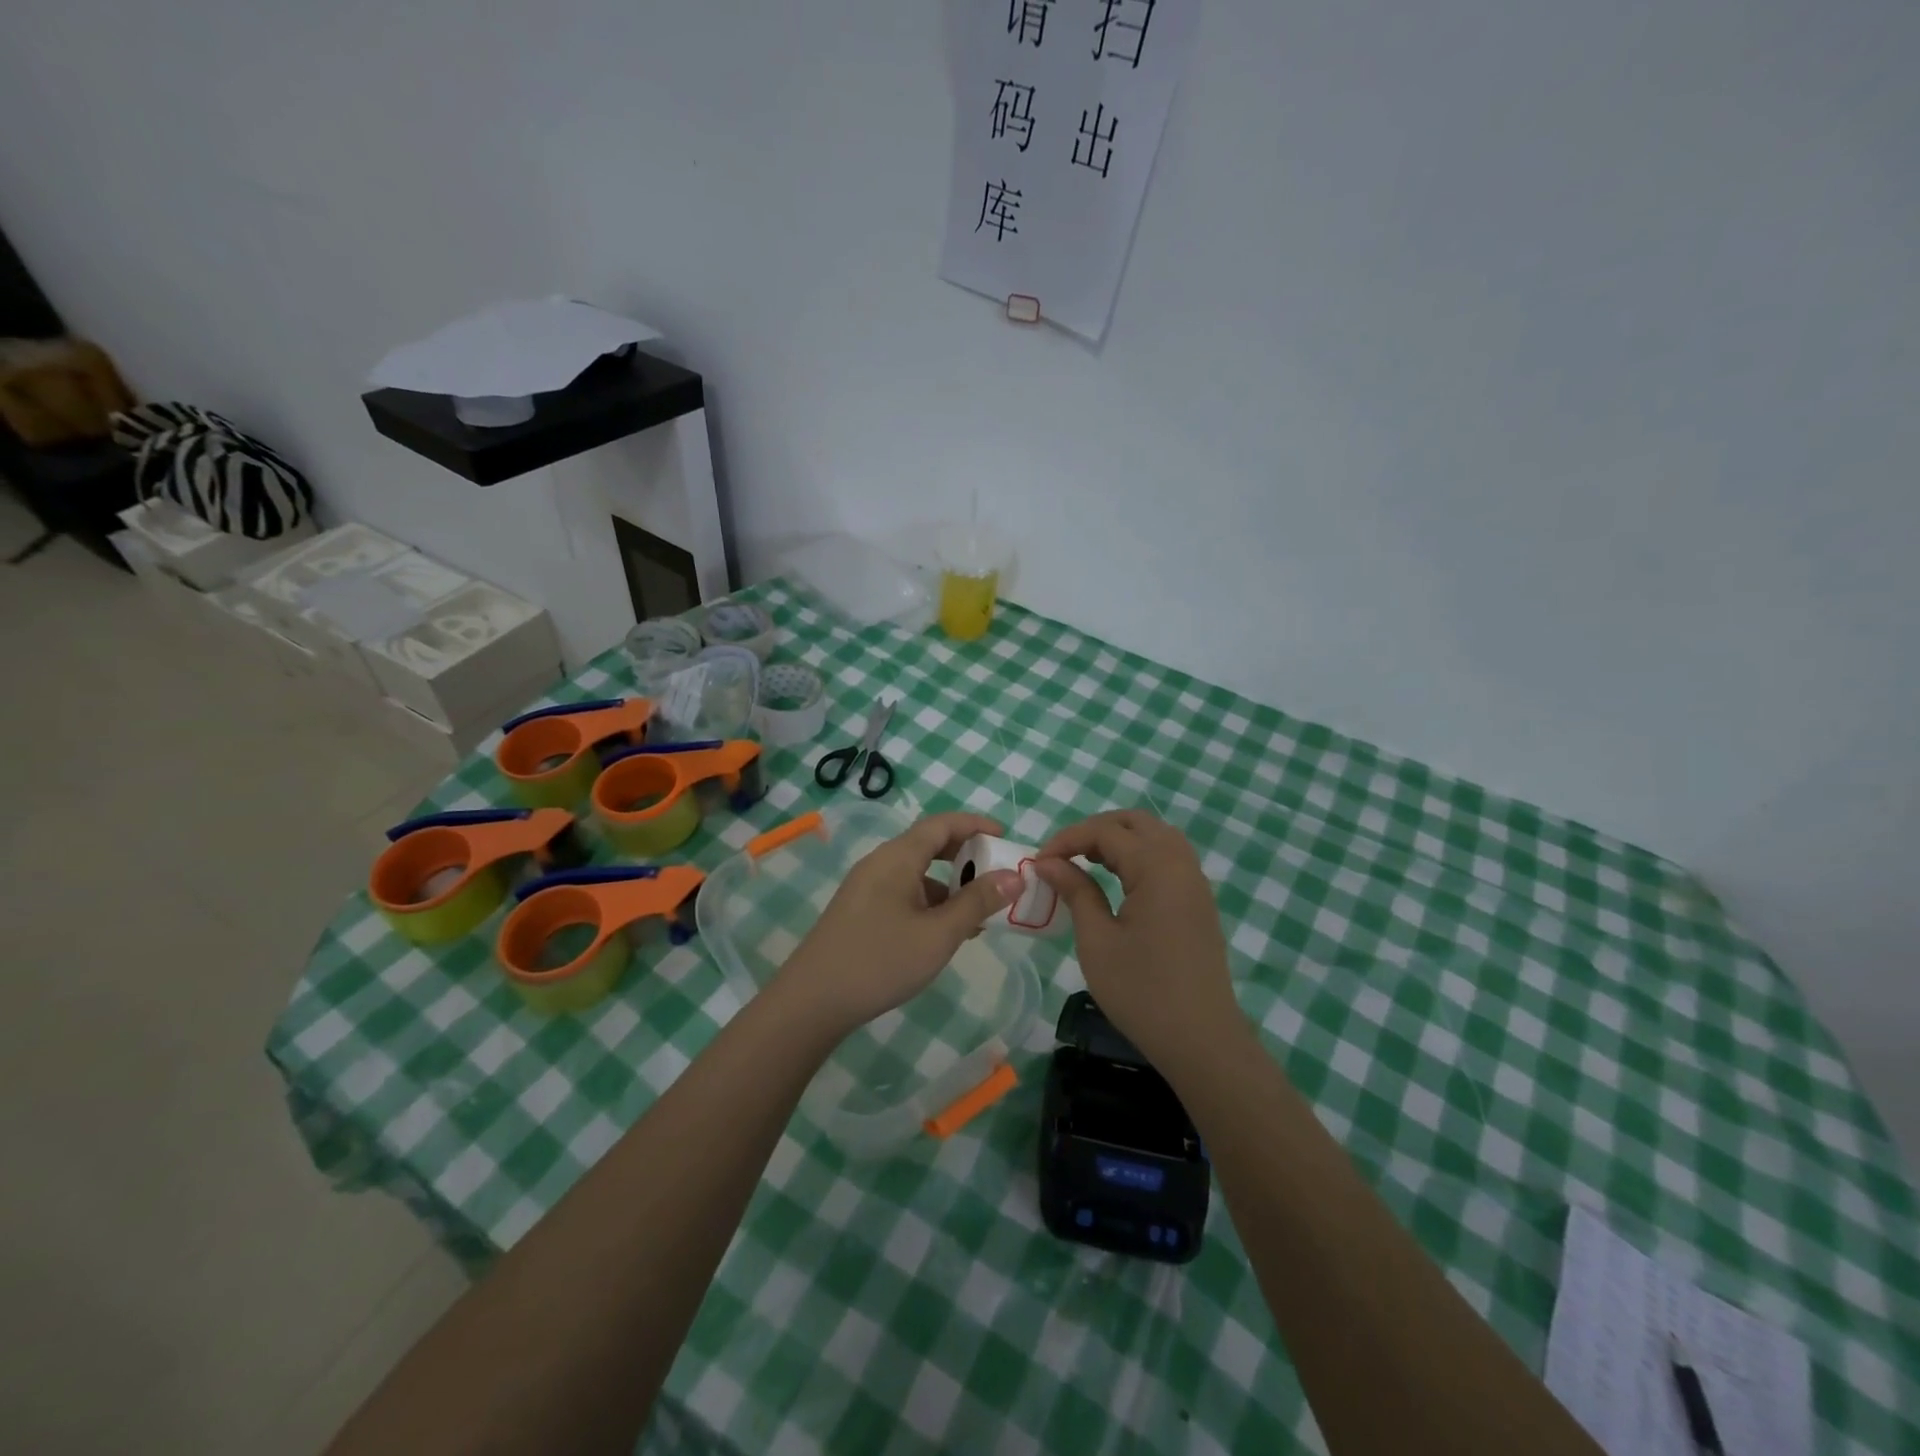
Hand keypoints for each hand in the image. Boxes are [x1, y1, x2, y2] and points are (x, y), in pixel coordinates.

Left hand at [773, 812, 1022, 1040]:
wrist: (812, 1001)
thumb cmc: (881, 961)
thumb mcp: (939, 934)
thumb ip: (977, 902)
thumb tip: (1014, 876)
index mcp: (897, 857)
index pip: (942, 824)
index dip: (976, 825)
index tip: (1005, 837)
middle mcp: (880, 863)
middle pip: (928, 844)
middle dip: (966, 854)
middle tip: (997, 873)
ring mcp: (866, 887)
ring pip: (916, 872)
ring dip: (949, 884)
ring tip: (979, 912)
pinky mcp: (860, 911)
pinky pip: (903, 892)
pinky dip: (930, 901)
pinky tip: (945, 932)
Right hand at [1033, 810, 1240, 1068]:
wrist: (1201, 1040)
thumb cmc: (1142, 991)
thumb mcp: (1097, 940)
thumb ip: (1075, 891)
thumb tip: (1048, 862)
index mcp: (1157, 867)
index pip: (1106, 831)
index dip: (1067, 839)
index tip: (1038, 862)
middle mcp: (1181, 864)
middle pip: (1136, 822)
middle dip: (1095, 830)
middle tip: (1063, 856)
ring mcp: (1195, 882)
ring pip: (1156, 836)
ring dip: (1119, 840)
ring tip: (1086, 864)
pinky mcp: (1199, 902)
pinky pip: (1168, 858)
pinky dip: (1139, 856)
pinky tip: (1117, 881)